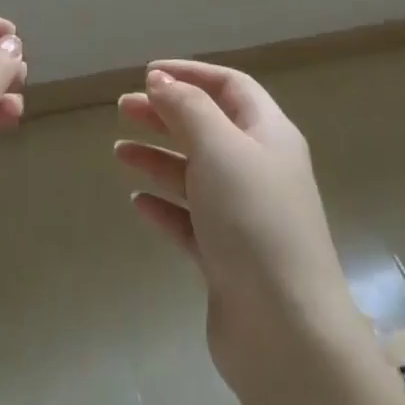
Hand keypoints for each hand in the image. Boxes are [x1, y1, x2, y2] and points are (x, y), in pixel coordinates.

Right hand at [117, 62, 355, 394]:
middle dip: (166, 114)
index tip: (148, 73)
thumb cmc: (253, 220)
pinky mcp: (228, 260)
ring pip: (195, 174)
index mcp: (269, 136)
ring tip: (120, 153)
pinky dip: (165, 208)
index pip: (230, 87)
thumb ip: (187, 108)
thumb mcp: (219, 148)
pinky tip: (138, 204)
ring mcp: (244, 218)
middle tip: (123, 108)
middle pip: (208, 128)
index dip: (191, 74)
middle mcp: (259, 171)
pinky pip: (190, 222)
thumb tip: (160, 80)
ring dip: (158, 159)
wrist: (285, 331)